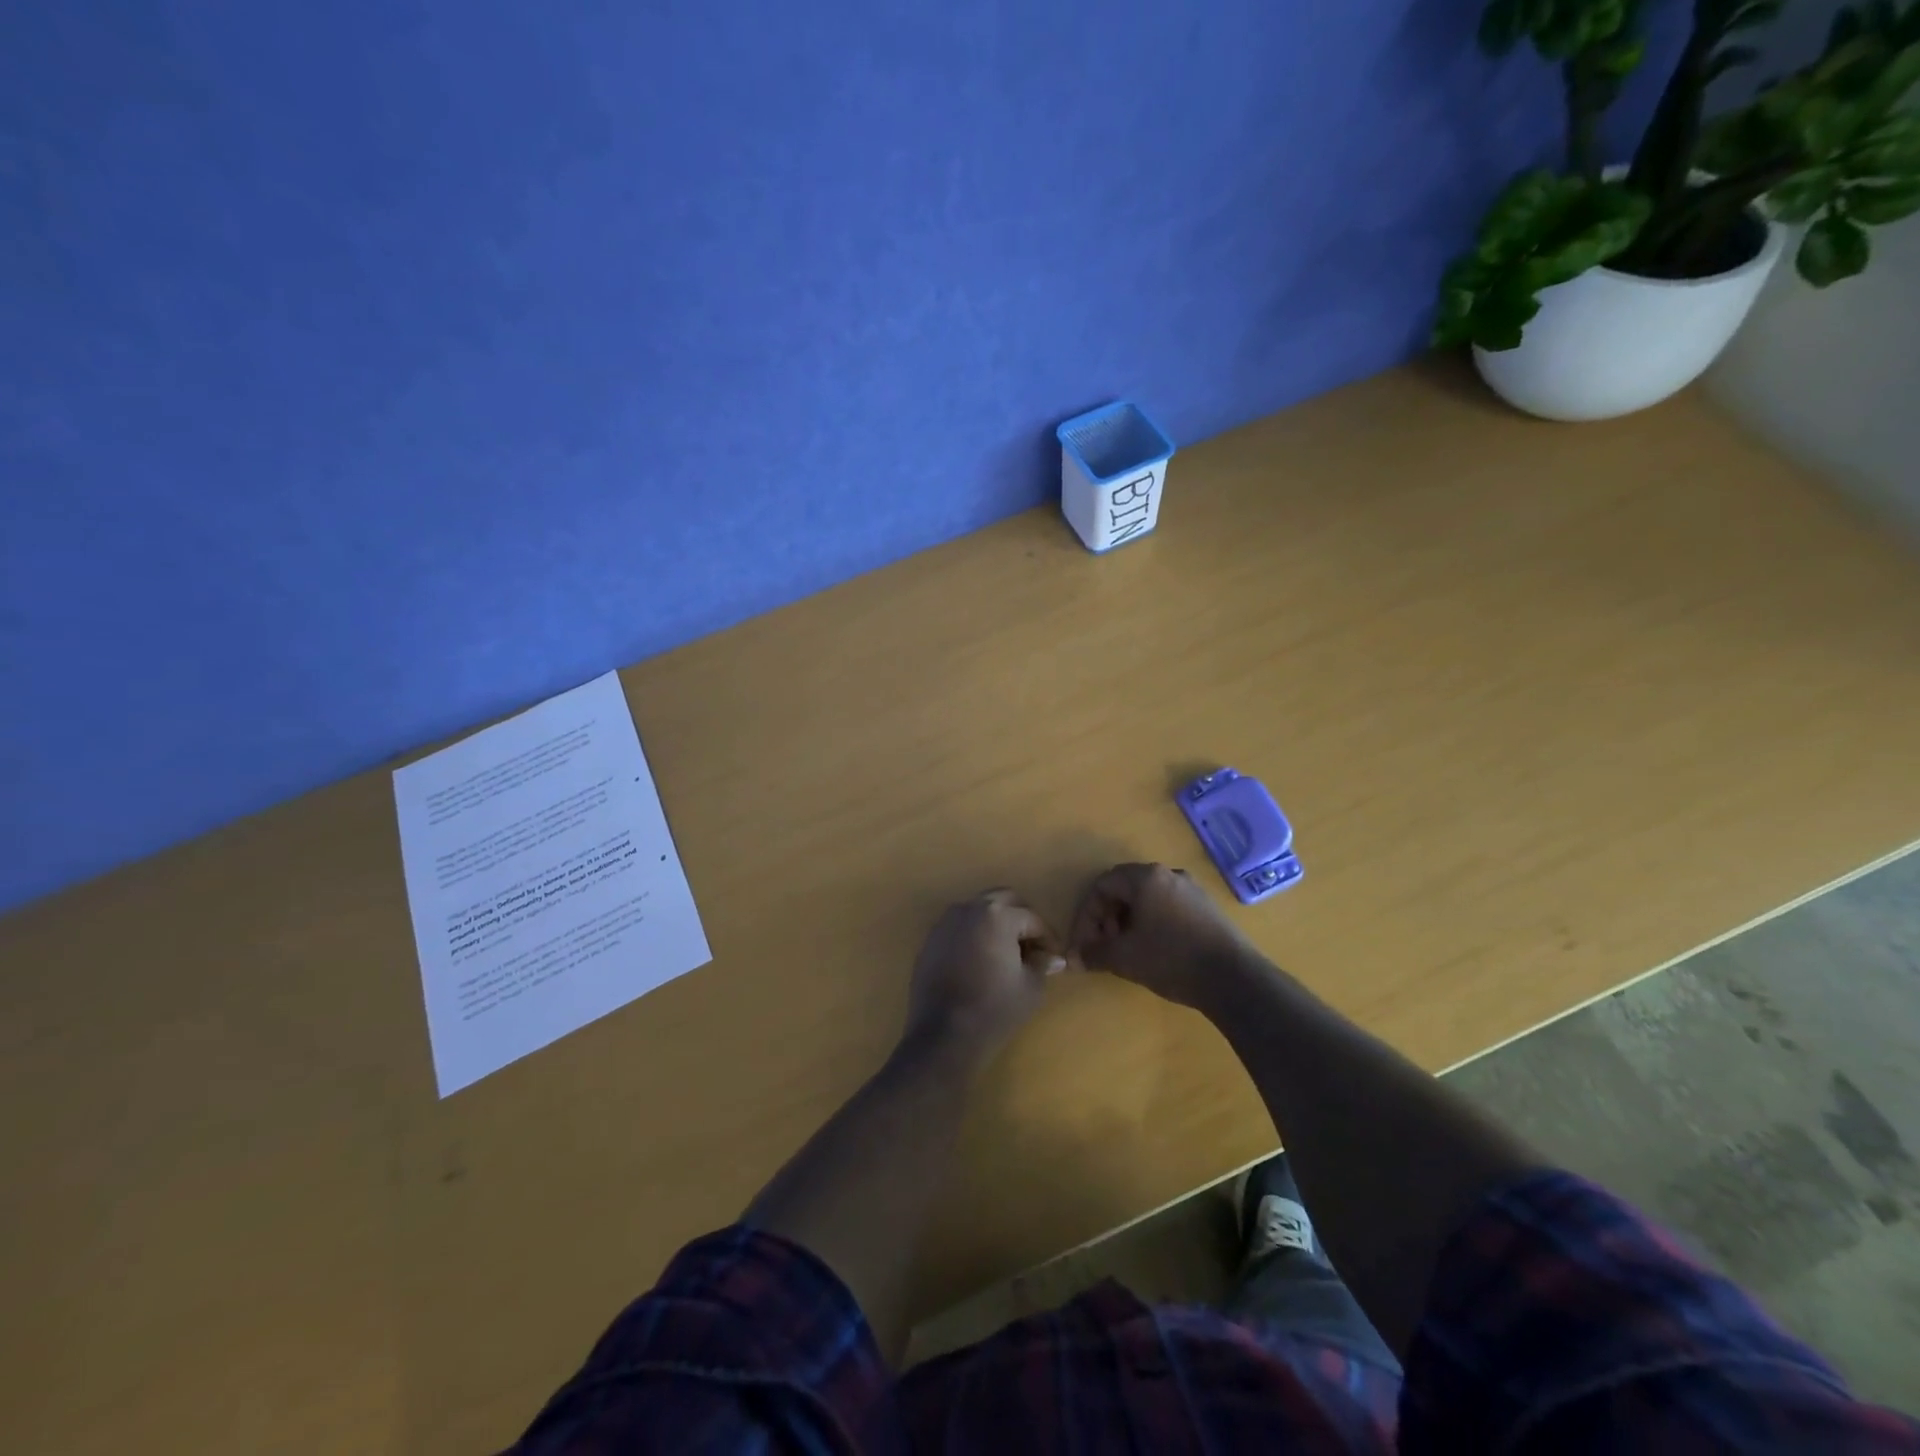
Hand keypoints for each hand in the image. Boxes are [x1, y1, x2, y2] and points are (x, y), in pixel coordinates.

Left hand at [904, 890, 1064, 1061]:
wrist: (943, 1035)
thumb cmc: (994, 1010)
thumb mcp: (1030, 988)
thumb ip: (1041, 964)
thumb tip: (1052, 957)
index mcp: (997, 915)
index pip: (1031, 918)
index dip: (1047, 937)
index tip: (1054, 957)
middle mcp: (969, 909)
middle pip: (1003, 900)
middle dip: (1021, 918)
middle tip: (1032, 946)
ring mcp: (945, 923)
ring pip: (978, 910)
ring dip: (996, 922)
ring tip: (1006, 952)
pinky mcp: (930, 940)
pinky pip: (959, 927)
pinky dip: (974, 934)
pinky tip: (980, 961)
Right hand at [1068, 863, 1257, 1008]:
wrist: (1234, 979)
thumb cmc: (1171, 959)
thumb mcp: (1124, 958)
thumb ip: (1094, 953)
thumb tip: (1073, 959)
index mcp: (1146, 877)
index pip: (1103, 885)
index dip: (1087, 915)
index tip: (1084, 944)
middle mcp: (1169, 874)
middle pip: (1125, 889)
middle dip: (1107, 917)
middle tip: (1105, 946)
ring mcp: (1192, 890)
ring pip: (1148, 899)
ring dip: (1129, 922)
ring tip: (1128, 951)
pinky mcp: (1208, 908)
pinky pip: (1168, 908)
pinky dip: (1152, 924)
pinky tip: (1154, 951)